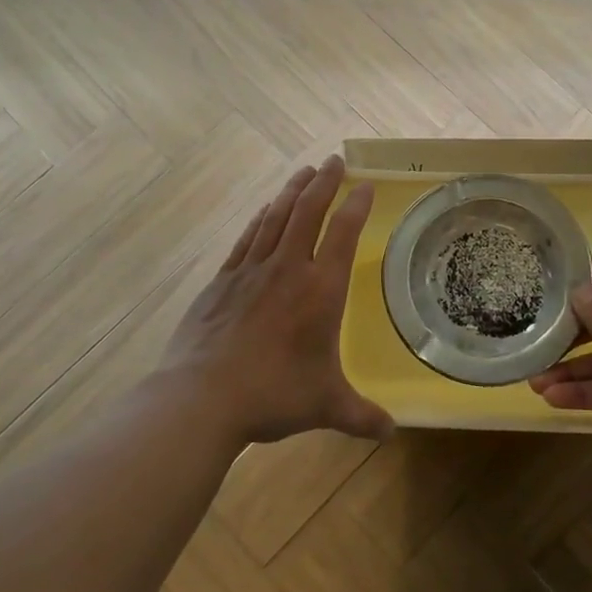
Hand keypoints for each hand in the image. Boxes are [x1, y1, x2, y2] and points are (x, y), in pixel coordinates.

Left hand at [154, 155, 392, 446]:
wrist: (201, 397)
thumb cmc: (273, 395)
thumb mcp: (325, 406)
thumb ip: (360, 415)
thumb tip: (390, 431)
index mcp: (320, 290)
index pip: (343, 234)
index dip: (356, 205)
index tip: (365, 185)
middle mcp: (288, 269)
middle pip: (308, 211)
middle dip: (324, 182)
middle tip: (333, 160)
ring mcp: (250, 271)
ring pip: (275, 217)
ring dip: (291, 191)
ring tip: (303, 172)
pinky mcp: (221, 281)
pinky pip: (246, 238)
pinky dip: (260, 219)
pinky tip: (264, 210)